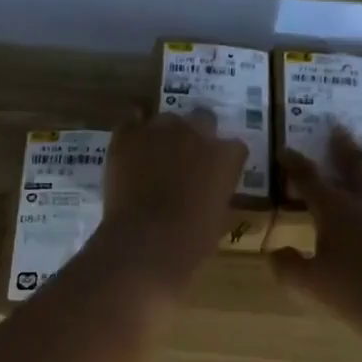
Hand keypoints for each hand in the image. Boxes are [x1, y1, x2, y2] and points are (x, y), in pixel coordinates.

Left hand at [98, 108, 247, 289]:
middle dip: (198, 137)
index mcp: (226, 156)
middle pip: (203, 119)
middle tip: (187, 163)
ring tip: (155, 158)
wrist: (143, 242)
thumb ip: (217, 195)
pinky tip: (132, 149)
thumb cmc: (190, 242)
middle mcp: (196, 132)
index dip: (224, 162)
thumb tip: (209, 193)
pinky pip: (132, 121)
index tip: (216, 177)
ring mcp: (159, 129)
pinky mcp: (127, 136)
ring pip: (167, 119)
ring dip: (166, 135)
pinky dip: (134, 132)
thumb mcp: (218, 220)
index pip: (234, 148)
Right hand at [271, 125, 361, 332]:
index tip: (286, 150)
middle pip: (353, 162)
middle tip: (338, 126)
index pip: (308, 178)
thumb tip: (274, 253)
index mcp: (334, 209)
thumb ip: (287, 267)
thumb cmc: (353, 291)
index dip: (295, 163)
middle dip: (342, 144)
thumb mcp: (309, 284)